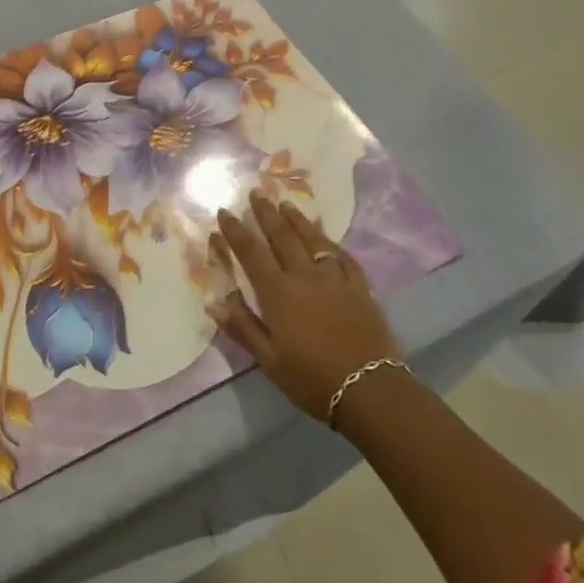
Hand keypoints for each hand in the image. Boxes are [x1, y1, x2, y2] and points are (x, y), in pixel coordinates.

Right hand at [208, 193, 401, 422]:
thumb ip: (242, 328)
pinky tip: (326, 238)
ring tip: (286, 203)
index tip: (224, 211)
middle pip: (282, 236)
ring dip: (297, 219)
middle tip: (256, 192)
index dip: (236, 231)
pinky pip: (343, 257)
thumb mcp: (269, 361)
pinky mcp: (360, 287)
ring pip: (312, 239)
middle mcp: (304, 276)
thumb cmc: (312, 379)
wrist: (371, 390)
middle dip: (266, 213)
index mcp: (278, 292)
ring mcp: (335, 278)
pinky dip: (331, 243)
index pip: (251, 253)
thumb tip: (212, 302)